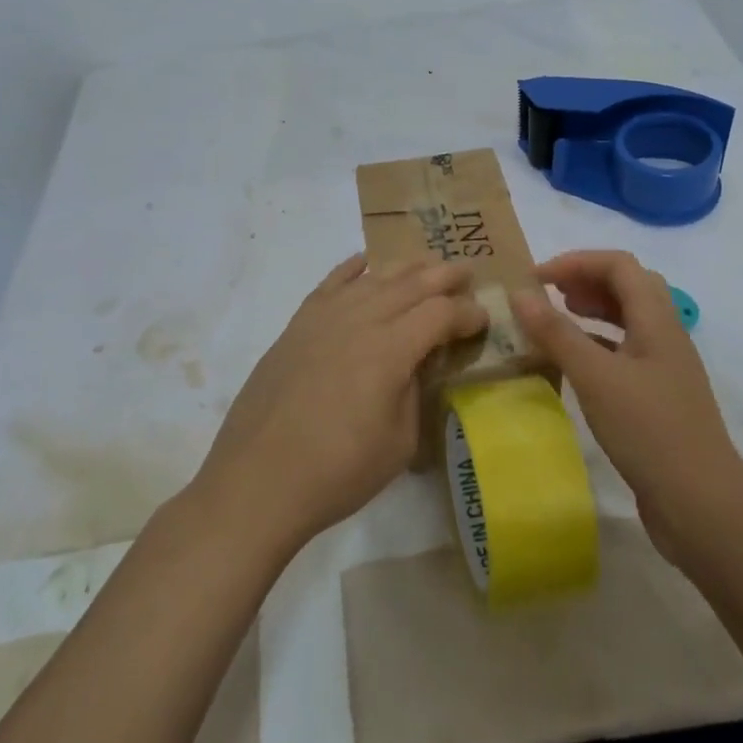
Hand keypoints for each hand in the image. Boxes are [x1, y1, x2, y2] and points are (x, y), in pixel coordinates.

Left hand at [190, 253, 487, 554]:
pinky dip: (350, 269)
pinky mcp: (296, 327)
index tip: (483, 319)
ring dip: (404, 268)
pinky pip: (329, 285)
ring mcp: (324, 319)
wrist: (259, 480)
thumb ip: (416, 392)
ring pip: (372, 279)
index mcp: (391, 350)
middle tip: (467, 271)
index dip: (467, 313)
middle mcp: (359, 321)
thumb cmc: (338, 472)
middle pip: (410, 284)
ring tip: (425, 263)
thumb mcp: (400, 442)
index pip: (440, 314)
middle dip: (443, 275)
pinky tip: (363, 262)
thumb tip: (418, 363)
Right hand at [510, 250, 742, 563]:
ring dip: (592, 310)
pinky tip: (572, 363)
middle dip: (585, 280)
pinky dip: (596, 344)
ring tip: (555, 319)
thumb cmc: (649, 431)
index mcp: (657, 320)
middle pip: (628, 286)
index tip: (536, 278)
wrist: (702, 505)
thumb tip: (520, 294)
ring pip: (627, 320)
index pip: (619, 265)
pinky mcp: (657, 397)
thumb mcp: (596, 377)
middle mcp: (665, 335)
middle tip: (547, 294)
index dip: (577, 261)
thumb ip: (557, 333)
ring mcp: (664, 368)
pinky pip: (624, 352)